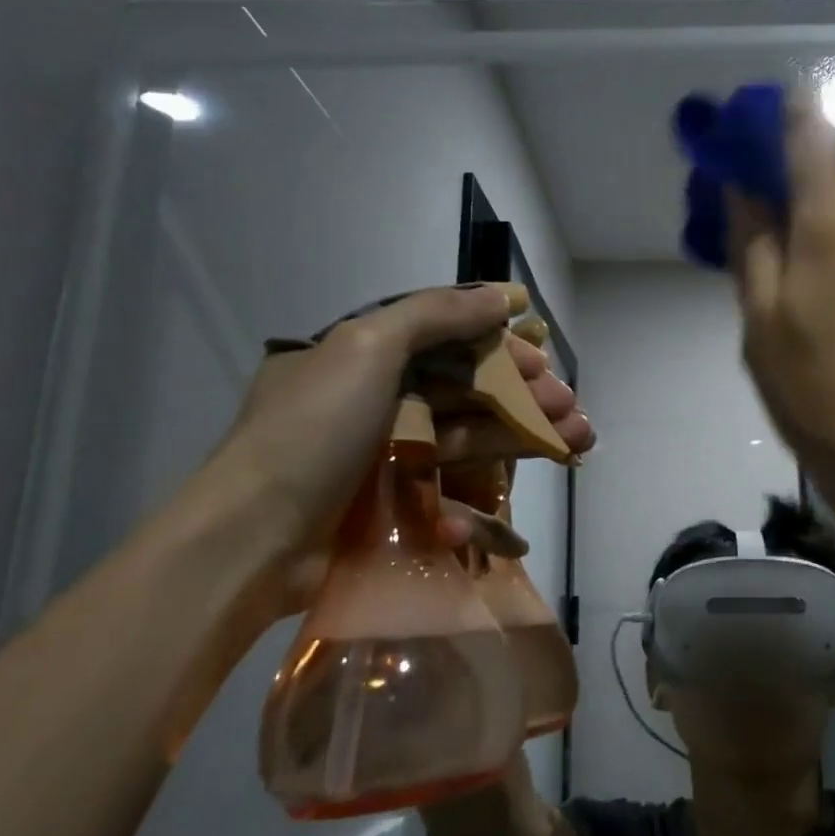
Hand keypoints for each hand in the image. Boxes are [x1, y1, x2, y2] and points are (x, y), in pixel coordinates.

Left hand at [197, 284, 592, 613]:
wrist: (256, 539)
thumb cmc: (313, 430)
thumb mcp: (366, 348)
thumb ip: (435, 315)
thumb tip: (501, 295)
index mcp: (364, 357)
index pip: (448, 341)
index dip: (501, 350)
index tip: (544, 364)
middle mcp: (378, 400)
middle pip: (468, 391)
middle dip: (526, 399)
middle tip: (573, 411)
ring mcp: (387, 455)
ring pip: (470, 437)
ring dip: (523, 439)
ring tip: (577, 443)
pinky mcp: (394, 503)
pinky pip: (450, 489)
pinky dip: (482, 501)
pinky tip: (512, 513)